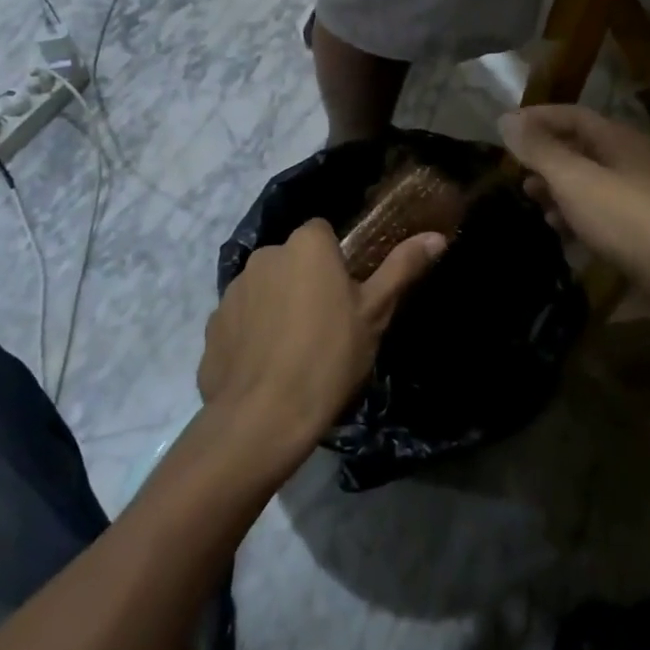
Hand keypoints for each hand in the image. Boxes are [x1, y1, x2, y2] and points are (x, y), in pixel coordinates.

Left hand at [198, 220, 445, 454]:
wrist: (263, 417)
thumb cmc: (329, 357)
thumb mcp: (375, 313)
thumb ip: (402, 268)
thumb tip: (437, 236)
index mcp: (306, 245)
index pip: (322, 233)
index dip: (336, 260)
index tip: (347, 293)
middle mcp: (265, 255)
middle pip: (292, 259)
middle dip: (305, 280)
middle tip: (326, 324)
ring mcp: (233, 290)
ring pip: (265, 287)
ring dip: (277, 305)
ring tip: (295, 351)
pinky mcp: (212, 325)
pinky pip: (241, 319)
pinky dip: (252, 333)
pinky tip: (266, 367)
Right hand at [500, 106, 649, 302]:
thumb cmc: (624, 218)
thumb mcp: (573, 179)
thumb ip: (539, 150)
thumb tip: (505, 119)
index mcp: (620, 139)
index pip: (573, 115)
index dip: (538, 118)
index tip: (506, 129)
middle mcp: (633, 160)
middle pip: (581, 147)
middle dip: (546, 156)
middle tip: (516, 169)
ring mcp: (641, 195)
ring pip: (590, 181)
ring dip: (558, 187)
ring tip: (532, 199)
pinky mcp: (643, 229)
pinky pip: (601, 210)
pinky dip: (576, 213)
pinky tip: (560, 229)